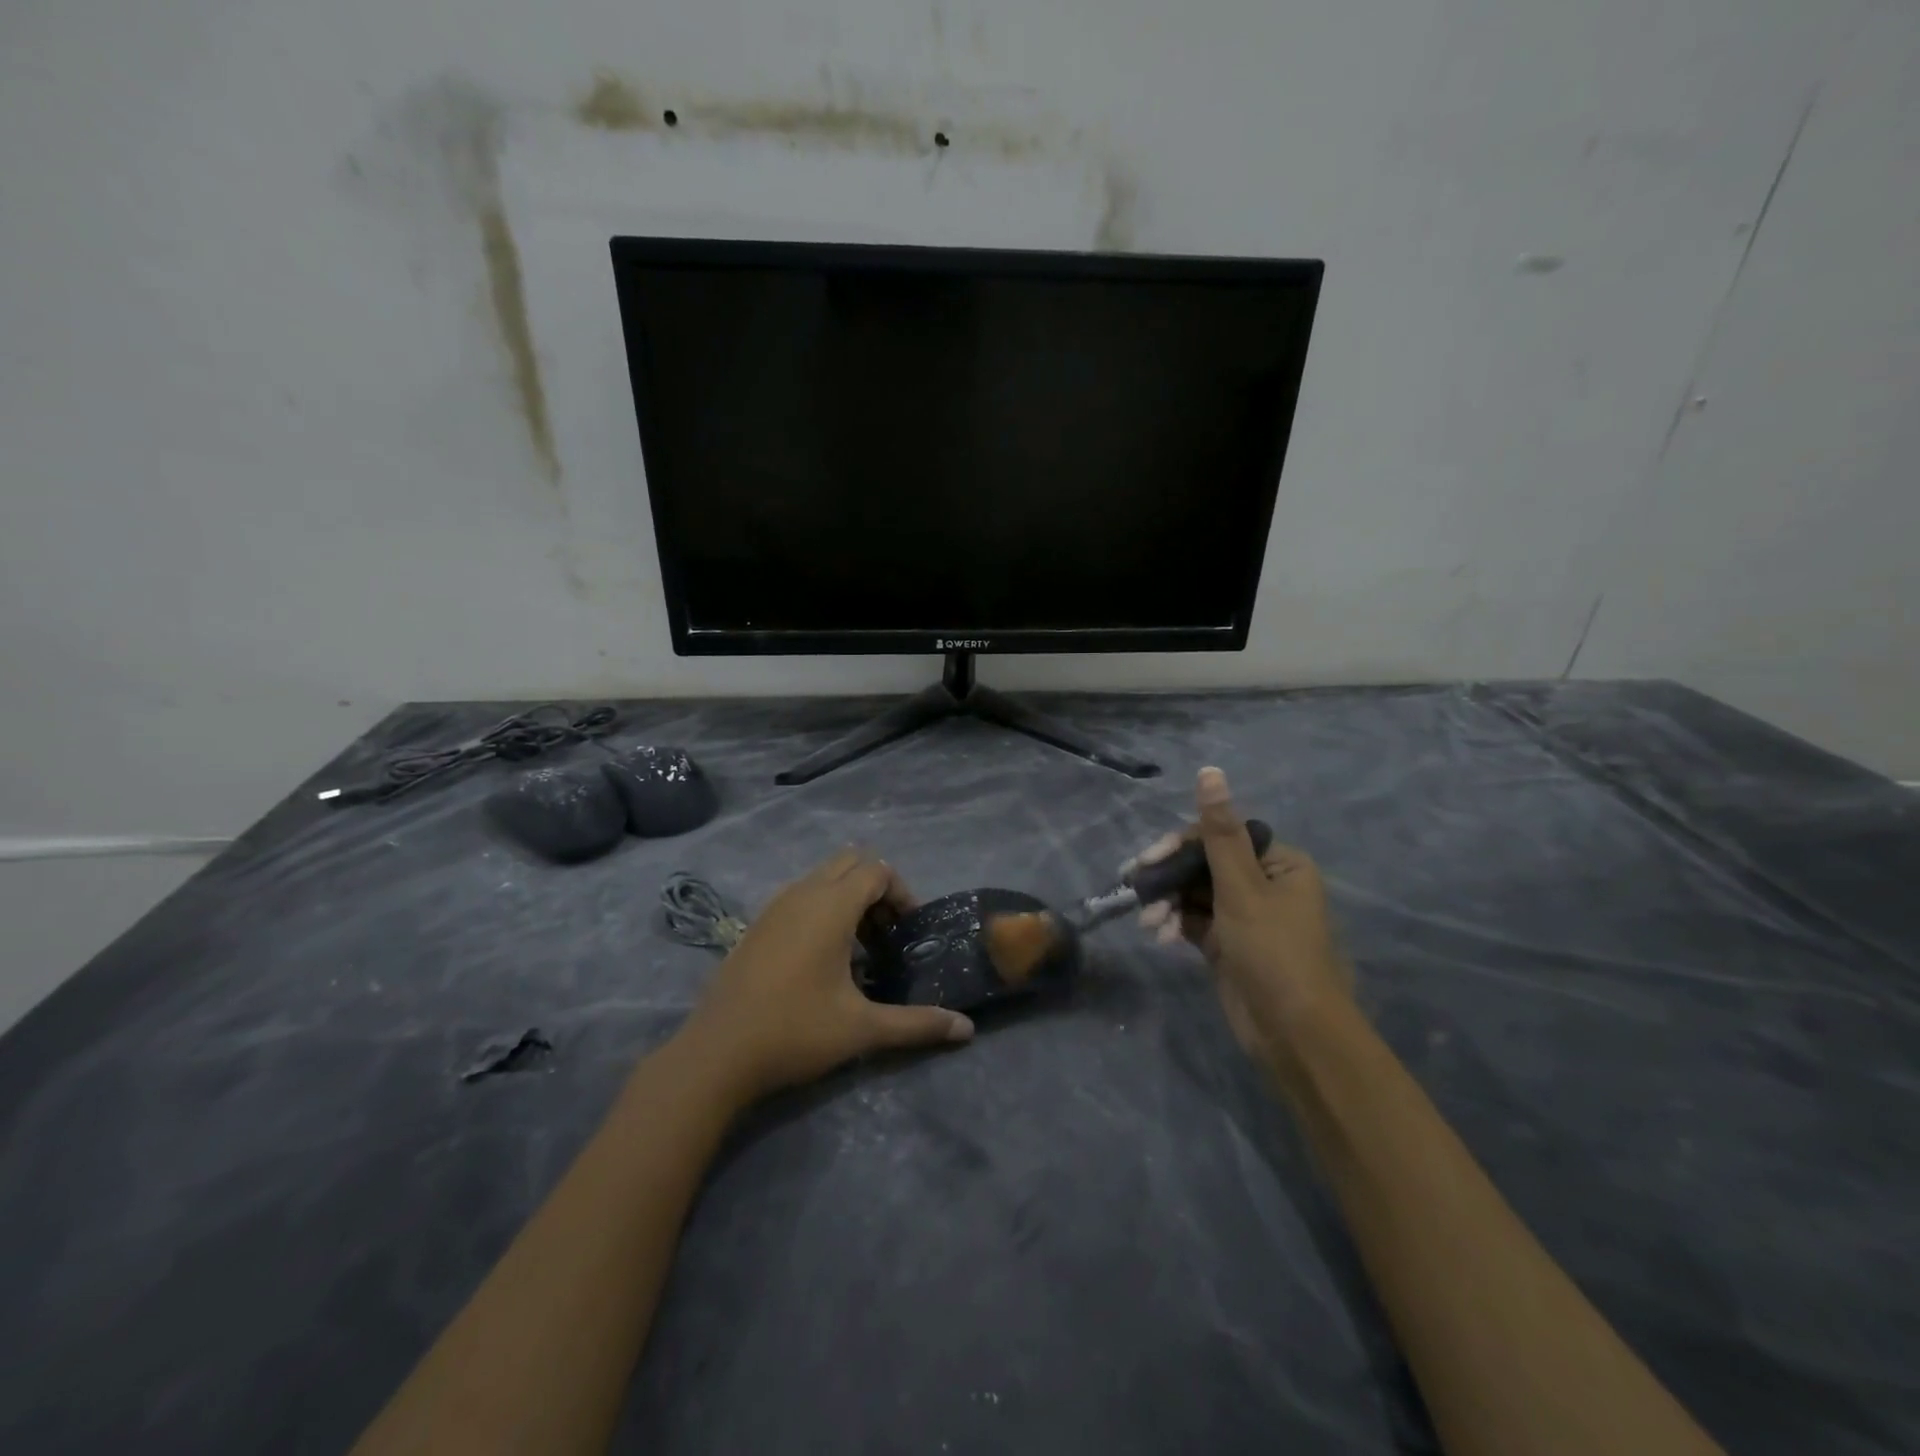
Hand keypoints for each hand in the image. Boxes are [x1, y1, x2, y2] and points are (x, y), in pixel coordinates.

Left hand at [676, 850, 973, 1102]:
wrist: (715, 1055)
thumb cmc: (794, 1032)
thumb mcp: (862, 1029)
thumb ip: (917, 1024)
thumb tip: (967, 1030)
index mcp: (830, 906)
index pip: (877, 869)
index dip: (901, 892)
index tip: (908, 931)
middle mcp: (802, 893)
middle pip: (850, 863)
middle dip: (876, 890)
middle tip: (887, 934)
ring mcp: (774, 906)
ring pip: (823, 878)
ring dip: (848, 899)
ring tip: (859, 949)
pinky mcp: (757, 925)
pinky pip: (801, 896)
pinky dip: (822, 909)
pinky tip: (822, 959)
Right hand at [1132, 767, 1352, 1077]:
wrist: (1294, 1034)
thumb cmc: (1274, 953)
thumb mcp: (1242, 888)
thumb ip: (1219, 833)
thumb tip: (1210, 771)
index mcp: (1278, 863)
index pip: (1220, 836)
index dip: (1181, 844)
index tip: (1148, 860)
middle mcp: (1263, 884)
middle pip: (1203, 864)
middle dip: (1169, 877)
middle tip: (1135, 885)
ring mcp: (1244, 916)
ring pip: (1194, 893)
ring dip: (1168, 903)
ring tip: (1149, 922)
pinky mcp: (1227, 944)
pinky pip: (1193, 920)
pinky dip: (1174, 923)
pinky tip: (1157, 935)